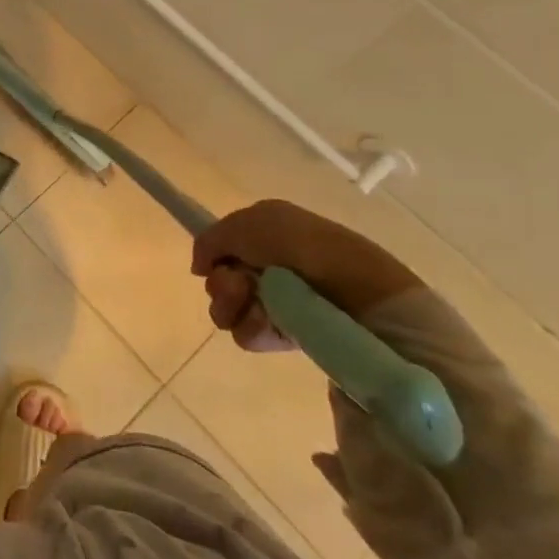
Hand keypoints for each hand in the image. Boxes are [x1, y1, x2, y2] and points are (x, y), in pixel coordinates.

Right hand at [190, 200, 421, 351]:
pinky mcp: (289, 334)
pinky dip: (254, 328)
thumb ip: (211, 239)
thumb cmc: (302, 247)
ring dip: (233, 306)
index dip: (215, 256)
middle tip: (240, 284)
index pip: (223, 249)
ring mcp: (280, 302)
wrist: (358, 292)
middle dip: (222, 283)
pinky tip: (270, 324)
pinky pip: (250, 334)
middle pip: (220, 280)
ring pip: (229, 309)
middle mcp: (271, 267)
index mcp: (267, 235)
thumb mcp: (249, 223)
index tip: (214, 263)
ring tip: (257, 305)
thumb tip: (199, 267)